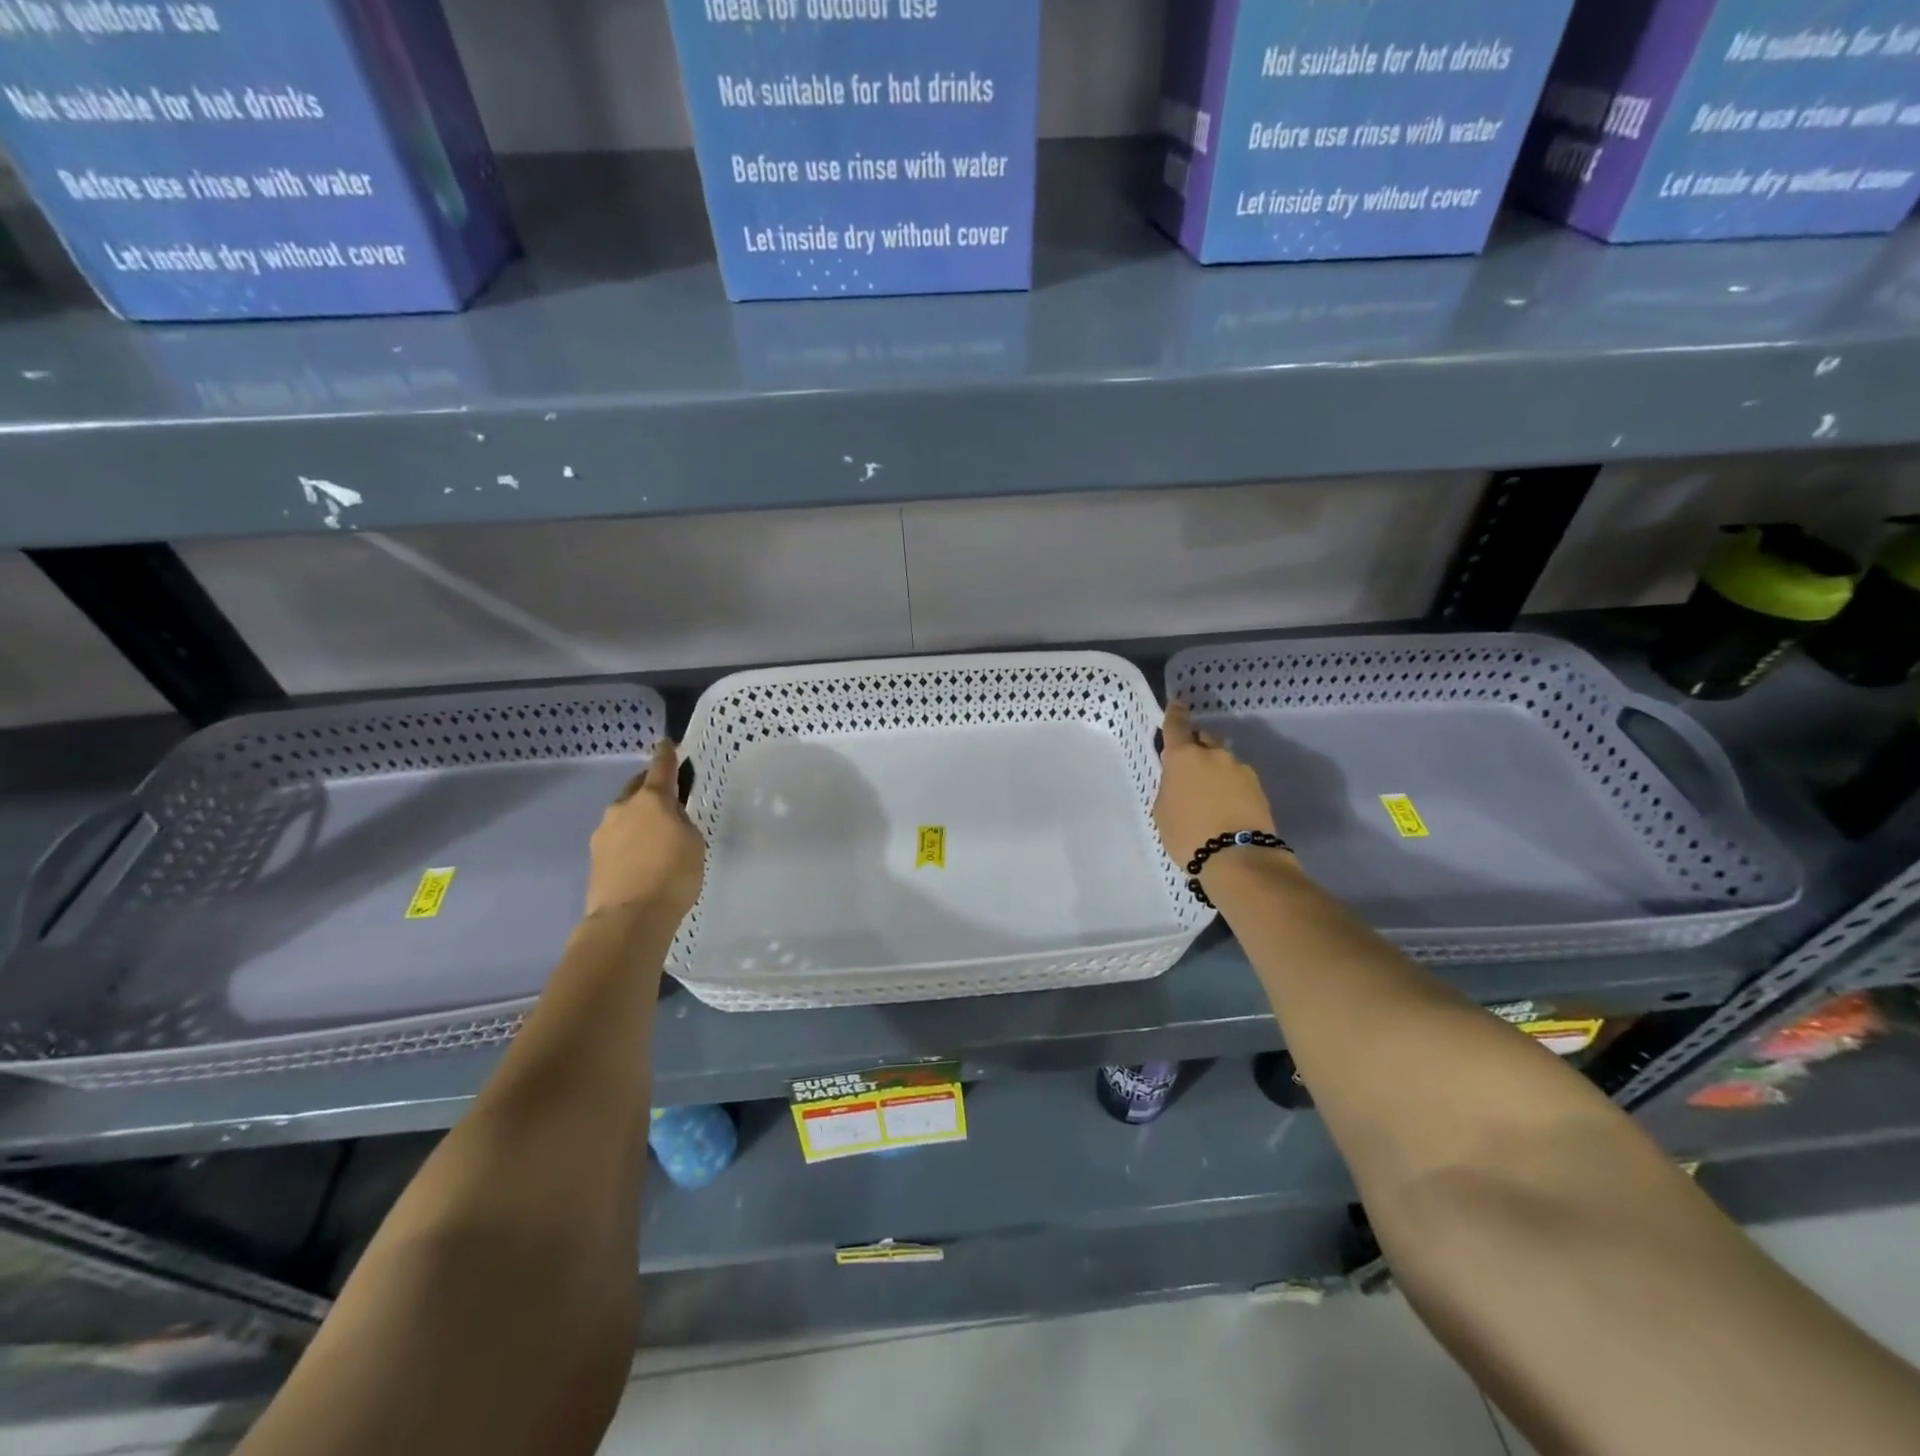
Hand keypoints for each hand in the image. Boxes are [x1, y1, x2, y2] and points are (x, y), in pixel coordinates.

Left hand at [586, 740, 705, 922]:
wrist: (629, 917)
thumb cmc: (672, 875)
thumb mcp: (693, 843)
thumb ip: (681, 822)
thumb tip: (668, 818)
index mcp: (652, 799)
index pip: (661, 767)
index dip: (666, 754)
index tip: (665, 743)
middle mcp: (623, 808)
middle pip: (637, 788)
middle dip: (649, 786)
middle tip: (666, 795)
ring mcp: (604, 832)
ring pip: (624, 813)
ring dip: (637, 816)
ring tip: (653, 833)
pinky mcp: (594, 856)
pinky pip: (616, 837)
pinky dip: (628, 839)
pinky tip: (640, 855)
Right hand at [1153, 703, 1279, 872]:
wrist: (1238, 858)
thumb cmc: (1188, 834)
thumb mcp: (1163, 811)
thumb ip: (1170, 787)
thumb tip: (1181, 781)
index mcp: (1184, 757)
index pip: (1176, 725)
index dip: (1175, 713)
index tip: (1176, 704)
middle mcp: (1214, 755)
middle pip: (1204, 740)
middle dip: (1196, 748)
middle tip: (1189, 769)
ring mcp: (1241, 770)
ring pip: (1223, 762)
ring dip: (1215, 771)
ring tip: (1209, 797)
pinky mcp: (1259, 788)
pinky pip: (1238, 780)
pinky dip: (1230, 788)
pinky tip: (1225, 808)